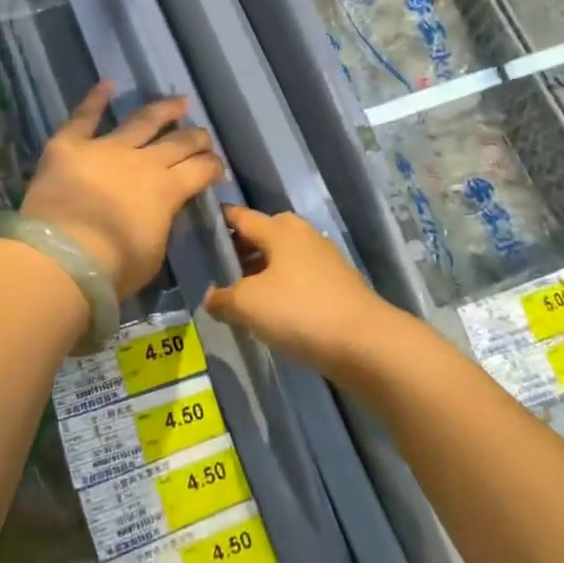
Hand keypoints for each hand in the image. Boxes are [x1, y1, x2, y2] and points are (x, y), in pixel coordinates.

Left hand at [21, 82, 223, 297]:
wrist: (62, 256)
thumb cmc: (112, 267)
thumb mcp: (153, 253)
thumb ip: (161, 224)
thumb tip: (161, 212)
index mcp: (167, 190)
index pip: (201, 170)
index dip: (213, 167)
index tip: (217, 167)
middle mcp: (142, 161)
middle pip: (178, 142)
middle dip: (195, 137)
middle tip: (203, 135)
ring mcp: (106, 148)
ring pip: (142, 121)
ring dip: (162, 110)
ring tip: (178, 102)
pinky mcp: (70, 145)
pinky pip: (84, 116)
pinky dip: (95, 98)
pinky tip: (107, 84)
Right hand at [204, 206, 417, 378]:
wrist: (367, 345)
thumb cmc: (300, 311)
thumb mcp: (247, 304)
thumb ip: (222, 298)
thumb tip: (212, 296)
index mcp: (279, 229)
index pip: (240, 216)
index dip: (218, 221)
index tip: (196, 229)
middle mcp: (302, 236)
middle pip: (263, 235)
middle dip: (239, 249)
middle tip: (216, 269)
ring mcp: (324, 261)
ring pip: (282, 259)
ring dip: (261, 272)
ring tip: (240, 294)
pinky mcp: (338, 287)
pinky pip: (299, 280)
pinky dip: (282, 289)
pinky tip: (272, 313)